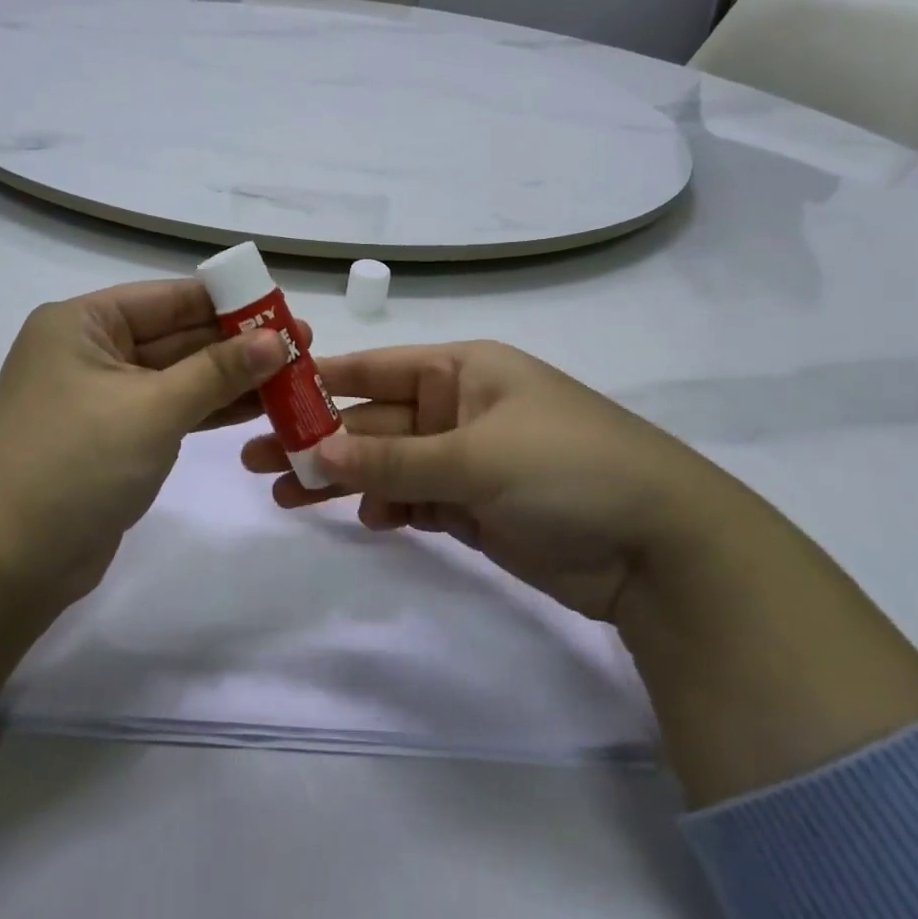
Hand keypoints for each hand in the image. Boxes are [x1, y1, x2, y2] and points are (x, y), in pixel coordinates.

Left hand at [0, 279, 302, 608]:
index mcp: (83, 323)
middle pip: (177, 337)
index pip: (169, 299)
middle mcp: (90, 352)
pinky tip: (259, 408)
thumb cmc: (74, 463)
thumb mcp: (152, 408)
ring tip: (295, 376)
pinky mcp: (114, 440)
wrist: (5, 563)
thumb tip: (278, 339)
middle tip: (303, 345)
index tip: (284, 309)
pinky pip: (171, 412)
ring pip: (178, 377)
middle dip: (237, 343)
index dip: (230, 302)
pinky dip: (210, 410)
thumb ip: (218, 371)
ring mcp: (102, 399)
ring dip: (231, 379)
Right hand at [241, 340, 757, 624]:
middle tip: (255, 457)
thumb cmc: (568, 470)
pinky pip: (414, 499)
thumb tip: (313, 452)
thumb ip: (392, 459)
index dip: (321, 380)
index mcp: (462, 370)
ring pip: (387, 465)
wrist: (662, 549)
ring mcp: (467, 459)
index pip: (376, 369)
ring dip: (342, 479)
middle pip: (374, 421)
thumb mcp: (475, 456)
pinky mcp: (475, 507)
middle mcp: (459, 408)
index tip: (265, 394)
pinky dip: (387, 507)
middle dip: (319, 440)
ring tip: (287, 497)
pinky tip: (365, 519)